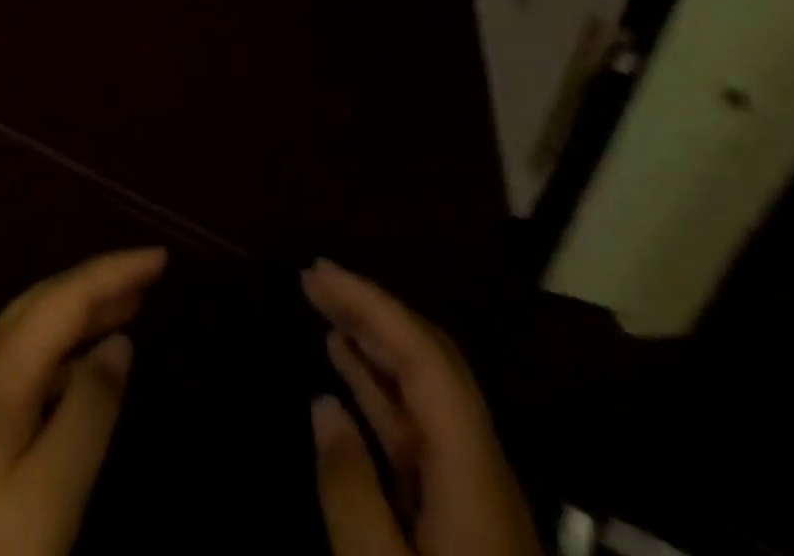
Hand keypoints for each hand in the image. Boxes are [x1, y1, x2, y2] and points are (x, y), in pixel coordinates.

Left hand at [0, 247, 166, 555]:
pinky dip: (62, 350)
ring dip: (80, 313)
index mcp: (0, 367)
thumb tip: (120, 343)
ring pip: (32, 329)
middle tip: (148, 276)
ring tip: (127, 308)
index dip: (114, 271)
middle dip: (97, 283)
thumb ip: (88, 412)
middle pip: (45, 301)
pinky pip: (23, 361)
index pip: (66, 297)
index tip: (161, 256)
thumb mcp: (49, 494)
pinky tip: (82, 370)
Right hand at [303, 259, 540, 555]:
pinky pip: (414, 431)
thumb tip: (324, 404)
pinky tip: (344, 380)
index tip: (319, 275)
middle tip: (314, 280)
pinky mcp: (458, 518)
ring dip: (373, 345)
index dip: (373, 305)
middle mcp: (479, 468)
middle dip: (373, 311)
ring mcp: (471, 494)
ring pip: (423, 394)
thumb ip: (351, 492)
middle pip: (431, 363)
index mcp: (472, 475)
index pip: (425, 358)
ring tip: (324, 311)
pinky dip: (377, 392)